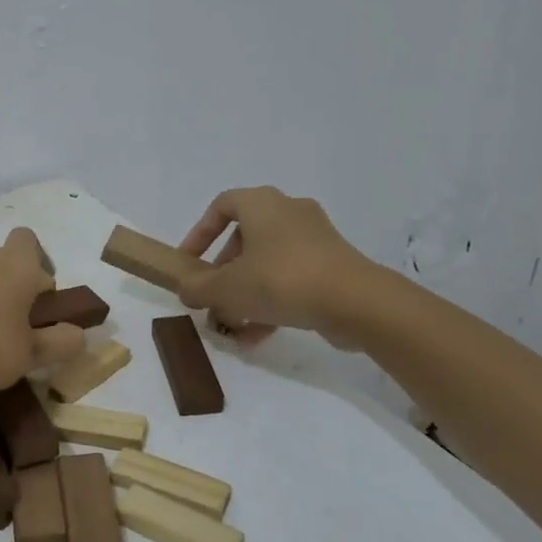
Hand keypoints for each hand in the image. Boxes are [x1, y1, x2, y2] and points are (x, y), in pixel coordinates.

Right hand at [177, 187, 391, 348]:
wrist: (356, 302)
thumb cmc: (281, 280)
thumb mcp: (226, 288)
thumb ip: (197, 288)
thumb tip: (186, 290)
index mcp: (262, 204)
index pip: (221, 206)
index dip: (199, 233)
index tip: (189, 262)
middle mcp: (289, 212)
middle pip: (244, 238)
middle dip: (223, 271)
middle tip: (211, 297)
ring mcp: (315, 239)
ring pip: (267, 262)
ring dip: (245, 292)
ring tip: (231, 324)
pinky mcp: (333, 266)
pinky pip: (291, 279)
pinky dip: (271, 302)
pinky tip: (255, 337)